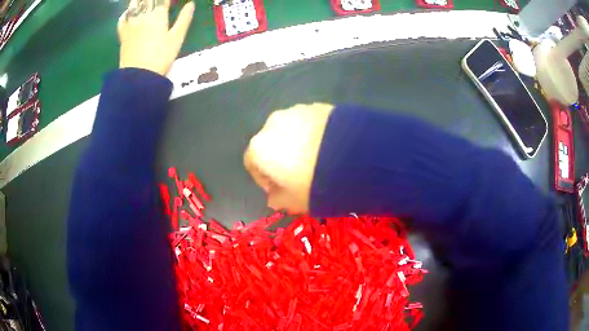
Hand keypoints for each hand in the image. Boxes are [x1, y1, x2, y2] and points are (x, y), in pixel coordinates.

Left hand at [118, 0, 194, 75]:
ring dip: (140, 3)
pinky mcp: (123, 34)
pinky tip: (129, 13)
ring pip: (134, 5)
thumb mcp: (177, 38)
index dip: (167, 0)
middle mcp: (143, 15)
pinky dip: (126, 14)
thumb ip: (184, 19)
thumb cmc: (161, 57)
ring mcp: (131, 24)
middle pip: (147, 1)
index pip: (163, 0)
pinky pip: (122, 19)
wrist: (138, 76)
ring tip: (145, 5)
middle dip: (153, 1)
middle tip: (157, 3)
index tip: (170, 2)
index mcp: (158, 15)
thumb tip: (191, 4)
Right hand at [244, 103, 334, 213]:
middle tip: (299, 173)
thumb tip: (273, 196)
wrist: (355, 156)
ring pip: (289, 131)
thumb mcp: (292, 202)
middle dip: (280, 158)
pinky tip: (328, 146)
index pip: (252, 163)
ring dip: (296, 143)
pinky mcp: (318, 105)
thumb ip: (277, 199)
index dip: (264, 178)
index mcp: (260, 147)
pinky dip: (312, 133)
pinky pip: (308, 122)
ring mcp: (296, 111)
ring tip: (316, 158)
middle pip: (270, 144)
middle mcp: (272, 124)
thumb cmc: (314, 184)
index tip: (279, 188)